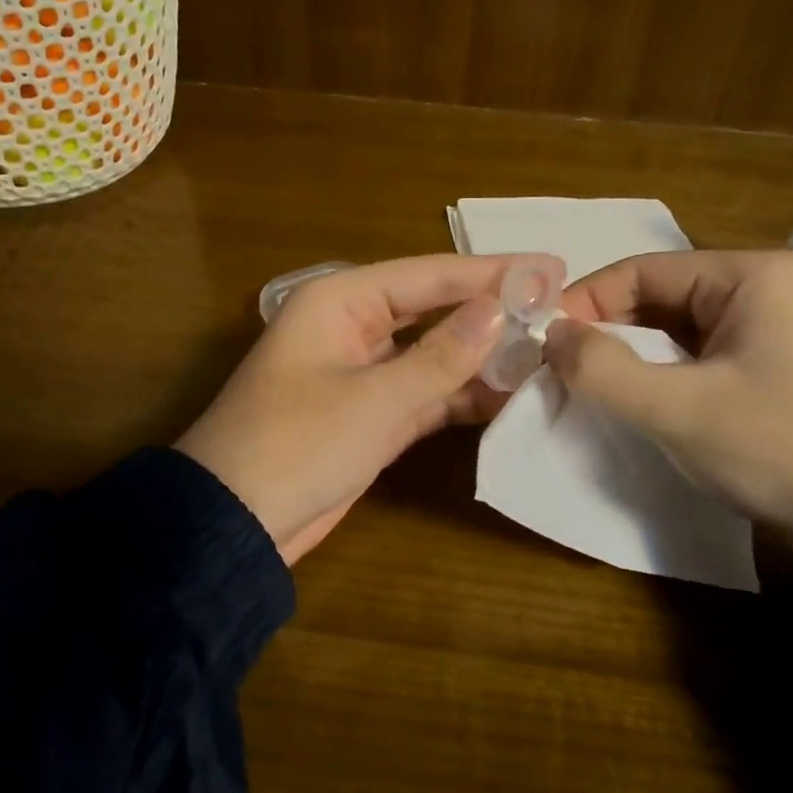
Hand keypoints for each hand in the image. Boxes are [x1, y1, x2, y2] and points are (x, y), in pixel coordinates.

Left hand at [177, 253, 563, 562]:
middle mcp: (352, 327)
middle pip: (433, 309)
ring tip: (547, 352)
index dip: (491, 271)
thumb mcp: (375, 399)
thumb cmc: (296, 445)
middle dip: (491, 311)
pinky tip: (509, 396)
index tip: (551, 267)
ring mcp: (362, 373)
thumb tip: (496, 308)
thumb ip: (440, 356)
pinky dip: (461, 395)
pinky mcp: (370, 414)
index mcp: (340, 302)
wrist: (234, 525)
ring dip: (481, 357)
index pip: (428, 275)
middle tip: (557, 306)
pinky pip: (425, 393)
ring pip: (433, 353)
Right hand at [547, 250, 792, 561]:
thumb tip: (552, 336)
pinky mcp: (779, 365)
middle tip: (562, 368)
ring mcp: (777, 327)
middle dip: (607, 332)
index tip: (544, 343)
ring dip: (633, 356)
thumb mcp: (676, 410)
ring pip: (677, 328)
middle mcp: (766, 287)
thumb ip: (600, 369)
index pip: (640, 271)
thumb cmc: (778, 449)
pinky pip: (702, 354)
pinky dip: (665, 373)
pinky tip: (643, 401)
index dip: (584, 303)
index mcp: (749, 275)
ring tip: (594, 387)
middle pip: (658, 297)